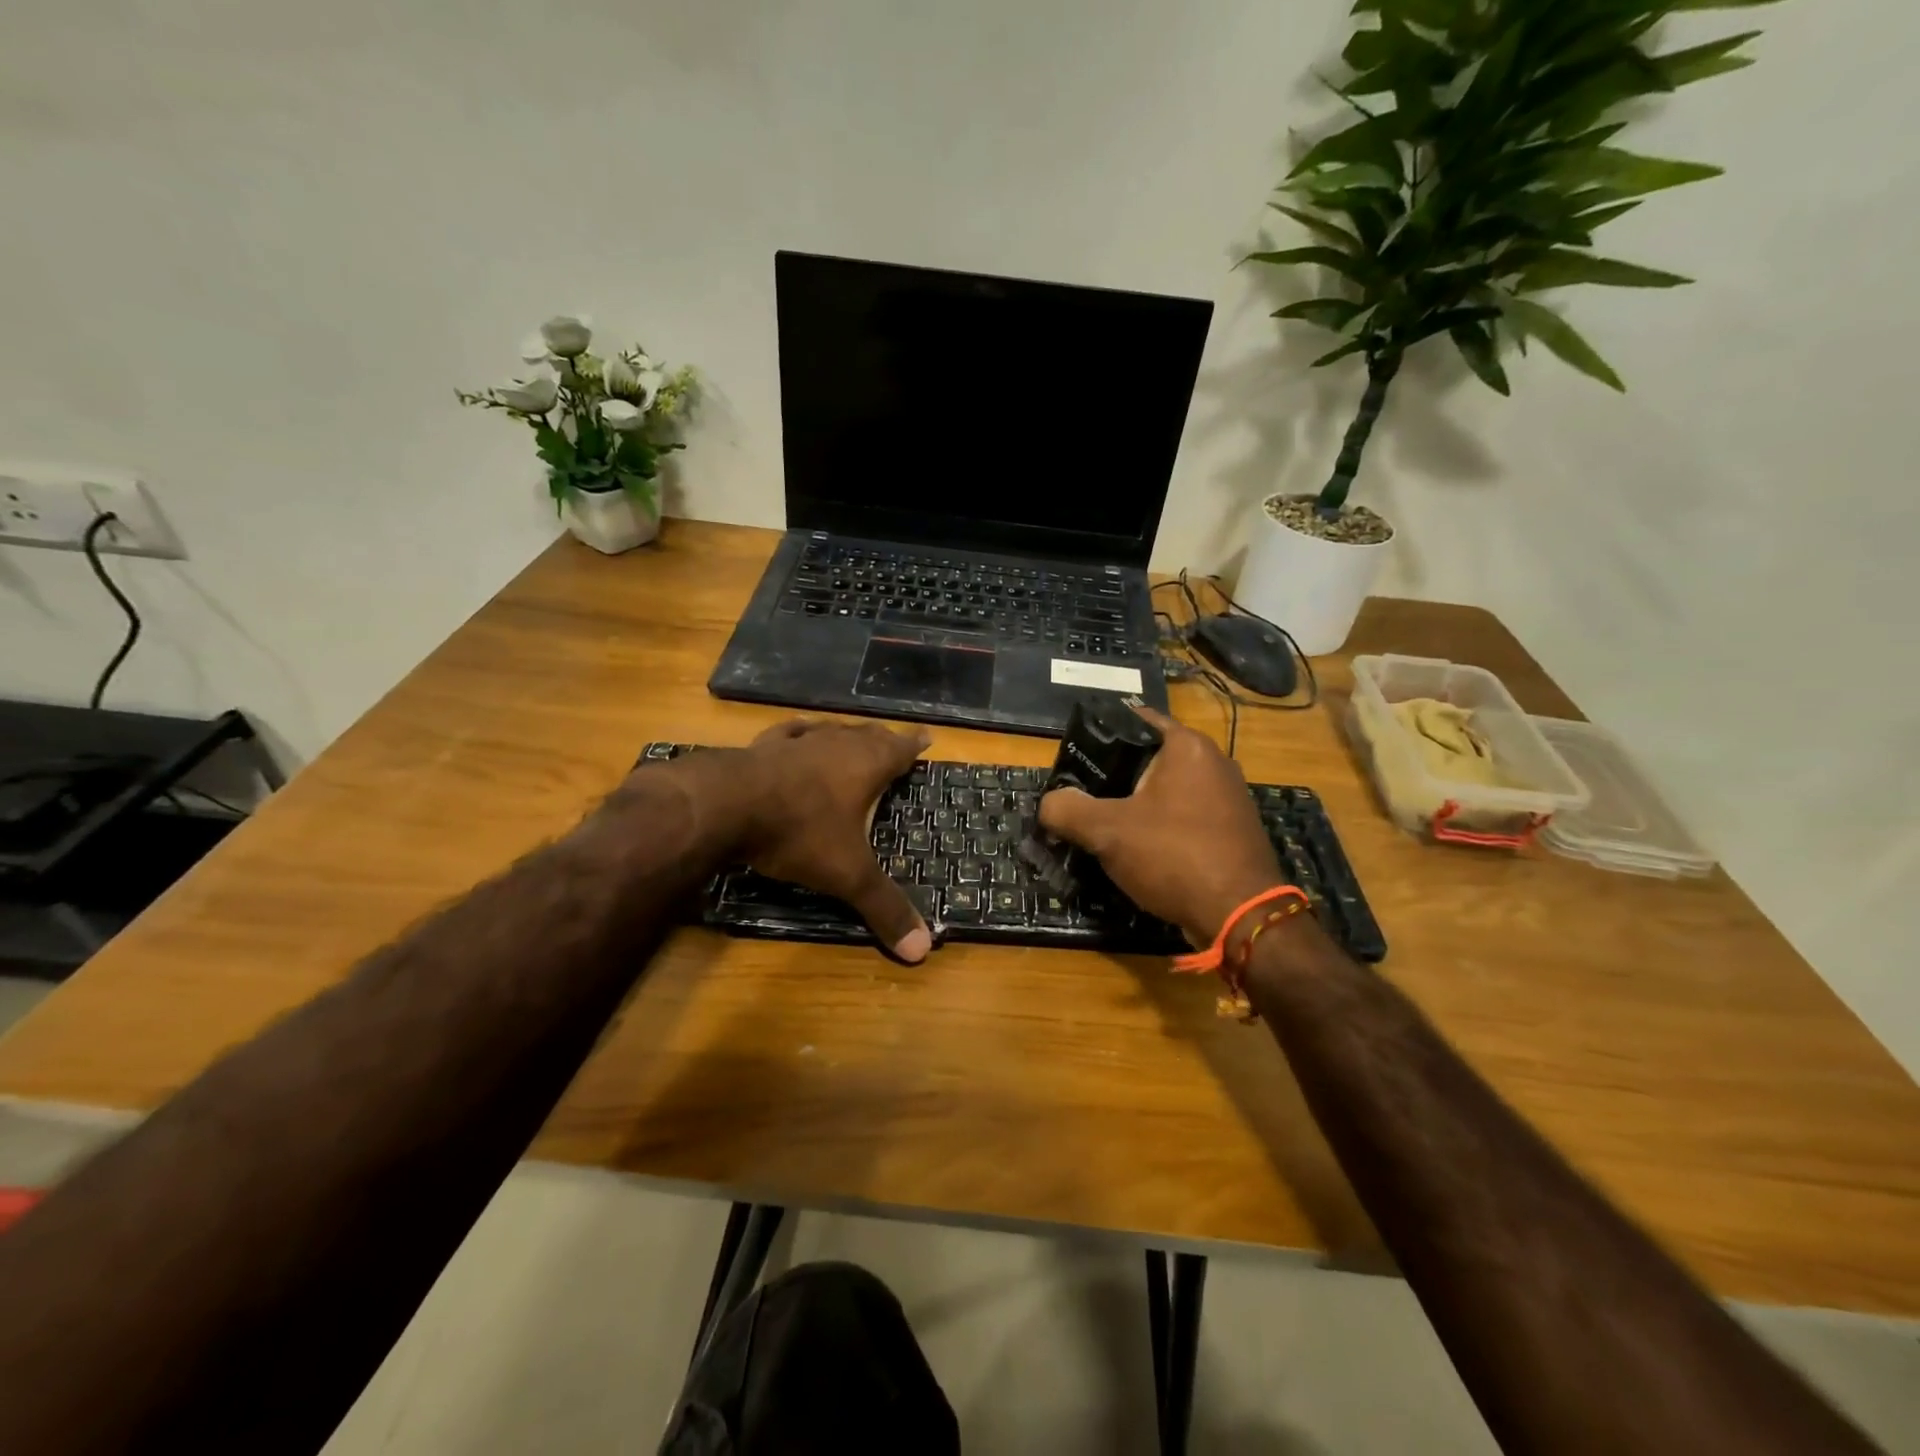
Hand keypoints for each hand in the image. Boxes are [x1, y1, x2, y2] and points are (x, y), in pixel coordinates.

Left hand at [737, 718, 933, 961]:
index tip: (927, 736)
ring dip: (845, 735)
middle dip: (883, 740)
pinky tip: (799, 731)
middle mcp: (836, 745)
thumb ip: (883, 907)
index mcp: (866, 766)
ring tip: (853, 737)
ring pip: (831, 731)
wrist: (726, 805)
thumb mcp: (847, 874)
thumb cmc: (799, 832)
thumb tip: (922, 950)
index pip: (900, 749)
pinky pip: (790, 733)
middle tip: (893, 742)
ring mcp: (798, 743)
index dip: (914, 745)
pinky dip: (800, 733)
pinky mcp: (763, 747)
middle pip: (868, 736)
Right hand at [1038, 706, 1281, 945]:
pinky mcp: (1233, 829)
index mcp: (1187, 746)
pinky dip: (1161, 827)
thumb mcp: (1107, 831)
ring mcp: (1229, 797)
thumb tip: (1049, 804)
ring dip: (1136, 806)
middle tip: (1081, 797)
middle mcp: (1214, 762)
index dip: (1098, 736)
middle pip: (1149, 758)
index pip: (1134, 720)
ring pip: (1167, 791)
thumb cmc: (1173, 856)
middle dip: (1114, 777)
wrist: (1241, 916)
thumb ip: (1067, 810)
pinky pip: (1185, 816)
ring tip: (1104, 826)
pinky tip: (1139, 851)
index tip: (1073, 759)